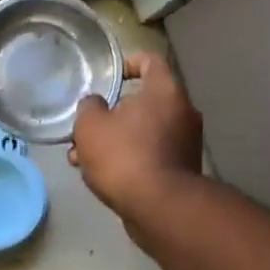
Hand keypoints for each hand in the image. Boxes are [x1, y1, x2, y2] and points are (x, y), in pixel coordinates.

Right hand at [70, 54, 203, 222]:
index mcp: (164, 91)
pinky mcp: (183, 170)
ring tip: (82, 158)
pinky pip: (151, 154)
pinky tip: (102, 176)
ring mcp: (186, 143)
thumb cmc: (124, 156)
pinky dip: (129, 159)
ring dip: (116, 140)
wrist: (160, 208)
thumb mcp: (90, 126)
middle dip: (112, 114)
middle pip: (144, 101)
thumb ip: (89, 107)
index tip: (110, 76)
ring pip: (144, 131)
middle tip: (87, 127)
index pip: (150, 61)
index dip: (128, 63)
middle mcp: (183, 112)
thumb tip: (96, 105)